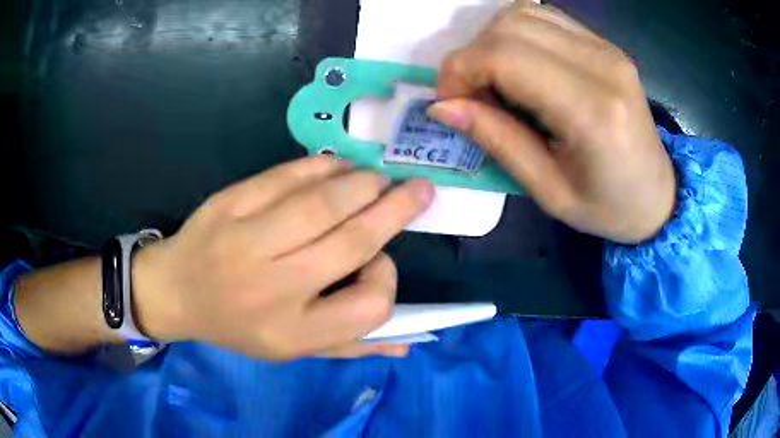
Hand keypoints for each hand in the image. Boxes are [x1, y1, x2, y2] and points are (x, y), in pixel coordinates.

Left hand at [132, 156, 433, 360]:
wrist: (175, 290)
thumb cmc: (237, 325)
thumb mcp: (291, 349)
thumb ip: (349, 346)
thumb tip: (407, 344)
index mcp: (292, 332)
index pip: (368, 308)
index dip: (387, 277)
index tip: (382, 261)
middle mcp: (273, 287)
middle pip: (352, 241)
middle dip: (395, 210)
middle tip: (419, 189)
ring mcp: (247, 240)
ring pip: (324, 203)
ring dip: (364, 184)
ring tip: (380, 179)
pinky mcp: (230, 203)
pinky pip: (287, 177)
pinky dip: (323, 167)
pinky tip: (340, 167)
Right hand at [429, 2, 675, 243]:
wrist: (658, 195)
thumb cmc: (607, 207)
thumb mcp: (549, 191)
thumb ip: (497, 140)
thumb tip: (442, 107)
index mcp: (593, 111)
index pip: (505, 57)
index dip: (461, 71)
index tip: (450, 103)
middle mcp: (602, 65)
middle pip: (510, 26)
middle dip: (472, 56)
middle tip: (472, 97)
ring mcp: (606, 48)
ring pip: (523, 13)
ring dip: (493, 42)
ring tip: (497, 83)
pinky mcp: (605, 44)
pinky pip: (544, 17)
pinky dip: (517, 35)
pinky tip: (521, 68)